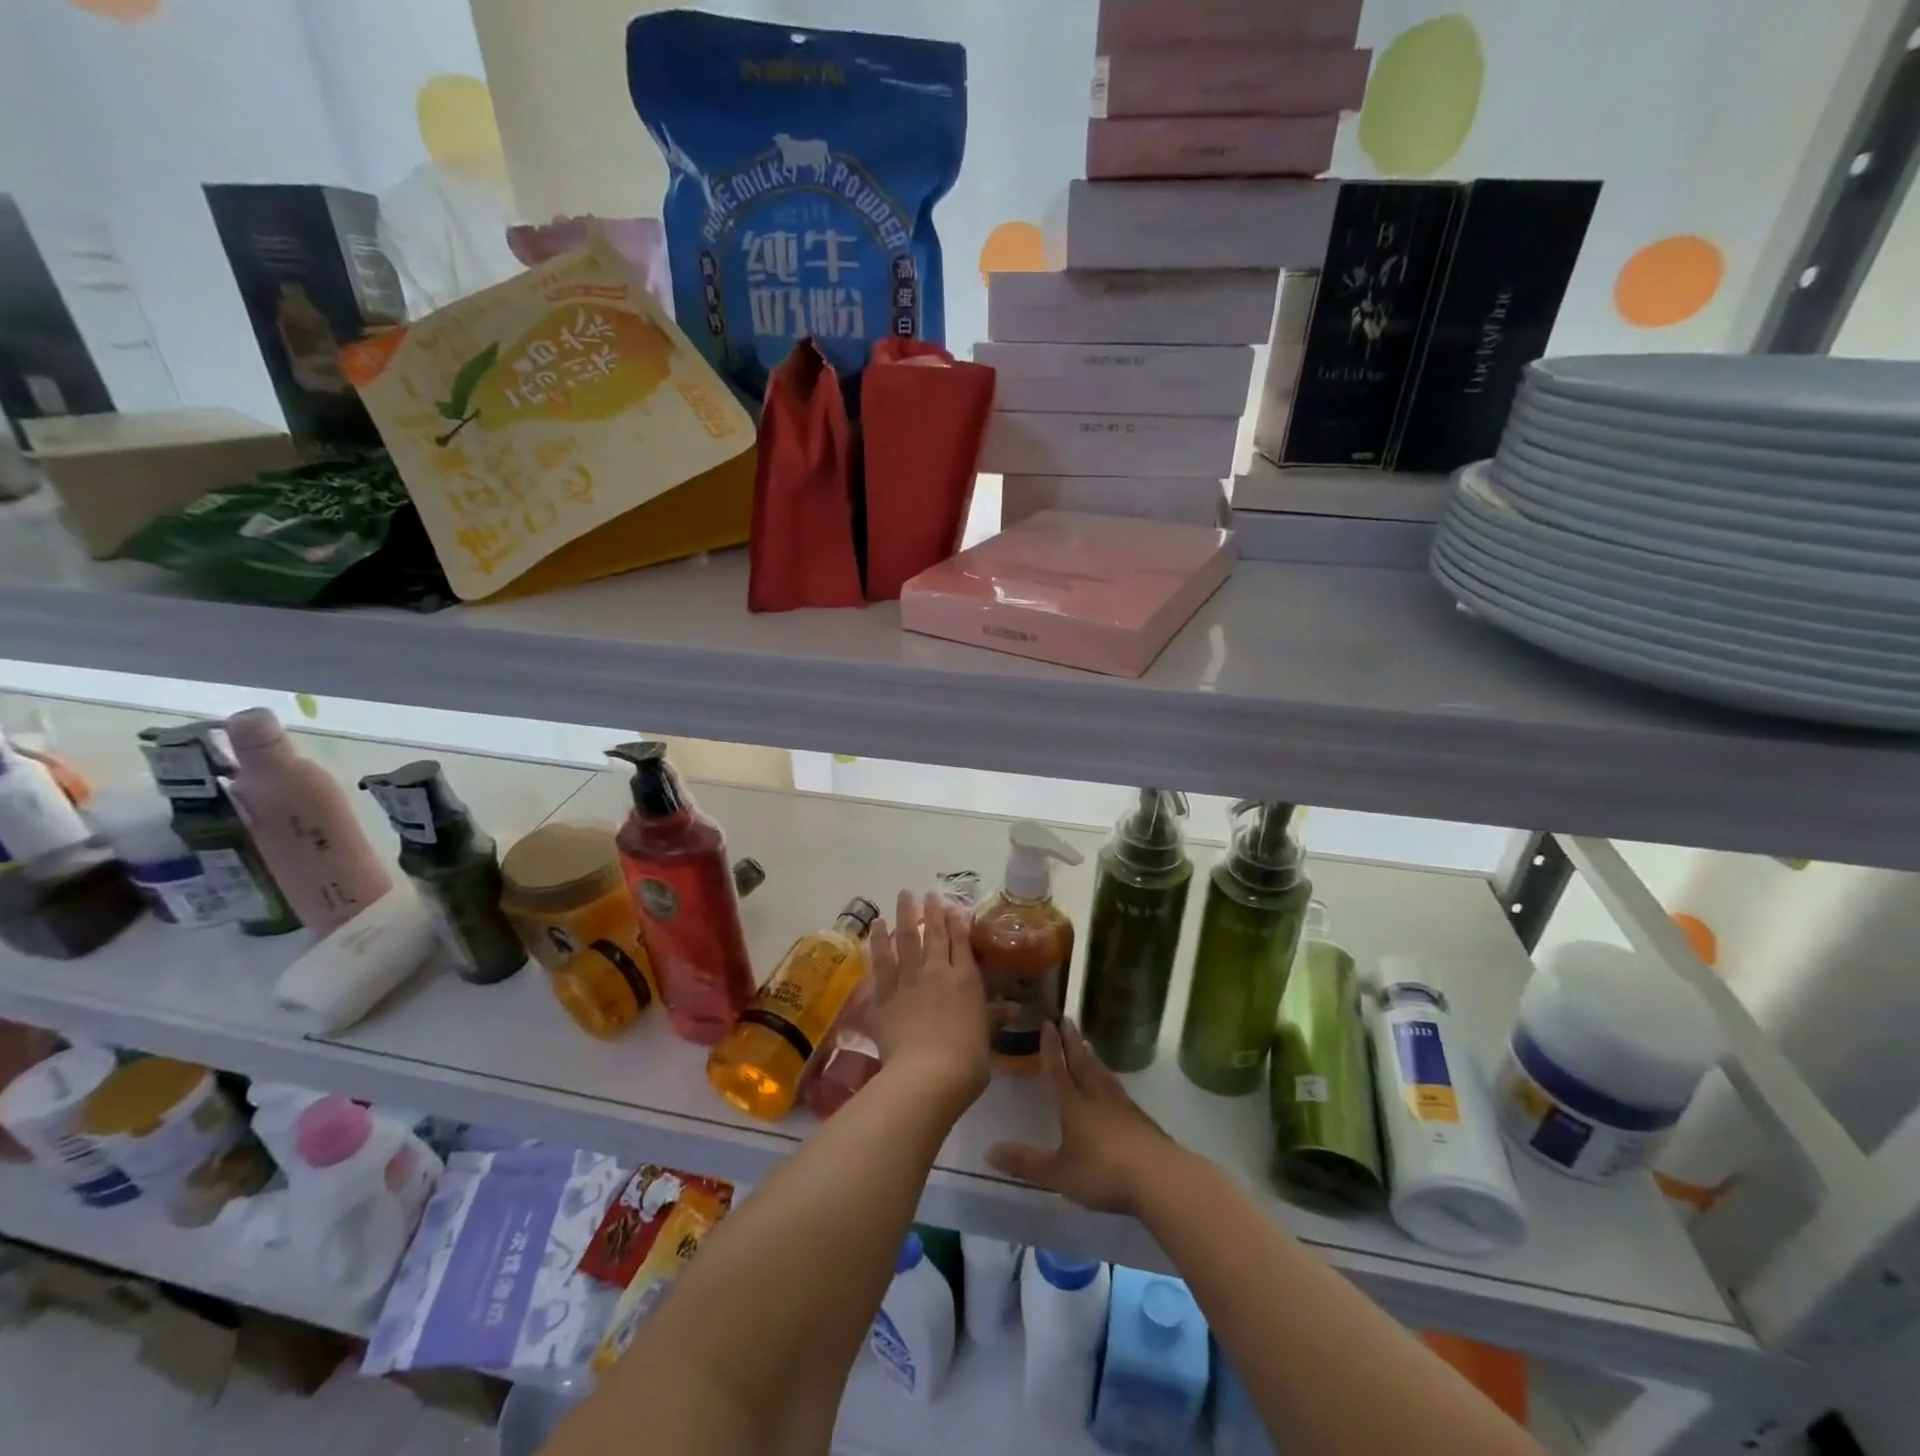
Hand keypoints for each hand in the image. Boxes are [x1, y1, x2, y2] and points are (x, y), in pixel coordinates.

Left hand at [867, 891, 992, 1109]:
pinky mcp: (884, 996)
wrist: (929, 1074)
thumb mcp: (987, 1036)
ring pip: (905, 940)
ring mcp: (908, 981)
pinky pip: (880, 963)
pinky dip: (878, 942)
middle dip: (931, 911)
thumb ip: (995, 1017)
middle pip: (933, 934)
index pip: (961, 943)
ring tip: (903, 895)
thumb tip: (1015, 1009)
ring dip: (903, 916)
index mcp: (965, 980)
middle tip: (926, 893)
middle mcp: (936, 972)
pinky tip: (876, 926)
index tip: (951, 905)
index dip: (956, 922)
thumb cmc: (967, 1059)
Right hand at [987, 1020, 1174, 1215]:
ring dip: (1091, 1057)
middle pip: (1082, 1063)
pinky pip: (1118, 1089)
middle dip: (1071, 1042)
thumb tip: (988, 1151)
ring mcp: (1121, 1106)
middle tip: (1066, 1019)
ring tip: (1087, 1043)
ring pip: (1102, 1074)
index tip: (1047, 1023)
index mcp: (1073, 1105)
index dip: (1050, 1048)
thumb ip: (1026, 1162)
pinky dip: (1109, 1078)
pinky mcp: (1140, 1120)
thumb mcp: (1058, 1173)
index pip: (1058, 1070)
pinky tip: (1112, 1083)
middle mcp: (1096, 1097)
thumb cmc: (1102, 1172)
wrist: (1158, 1177)